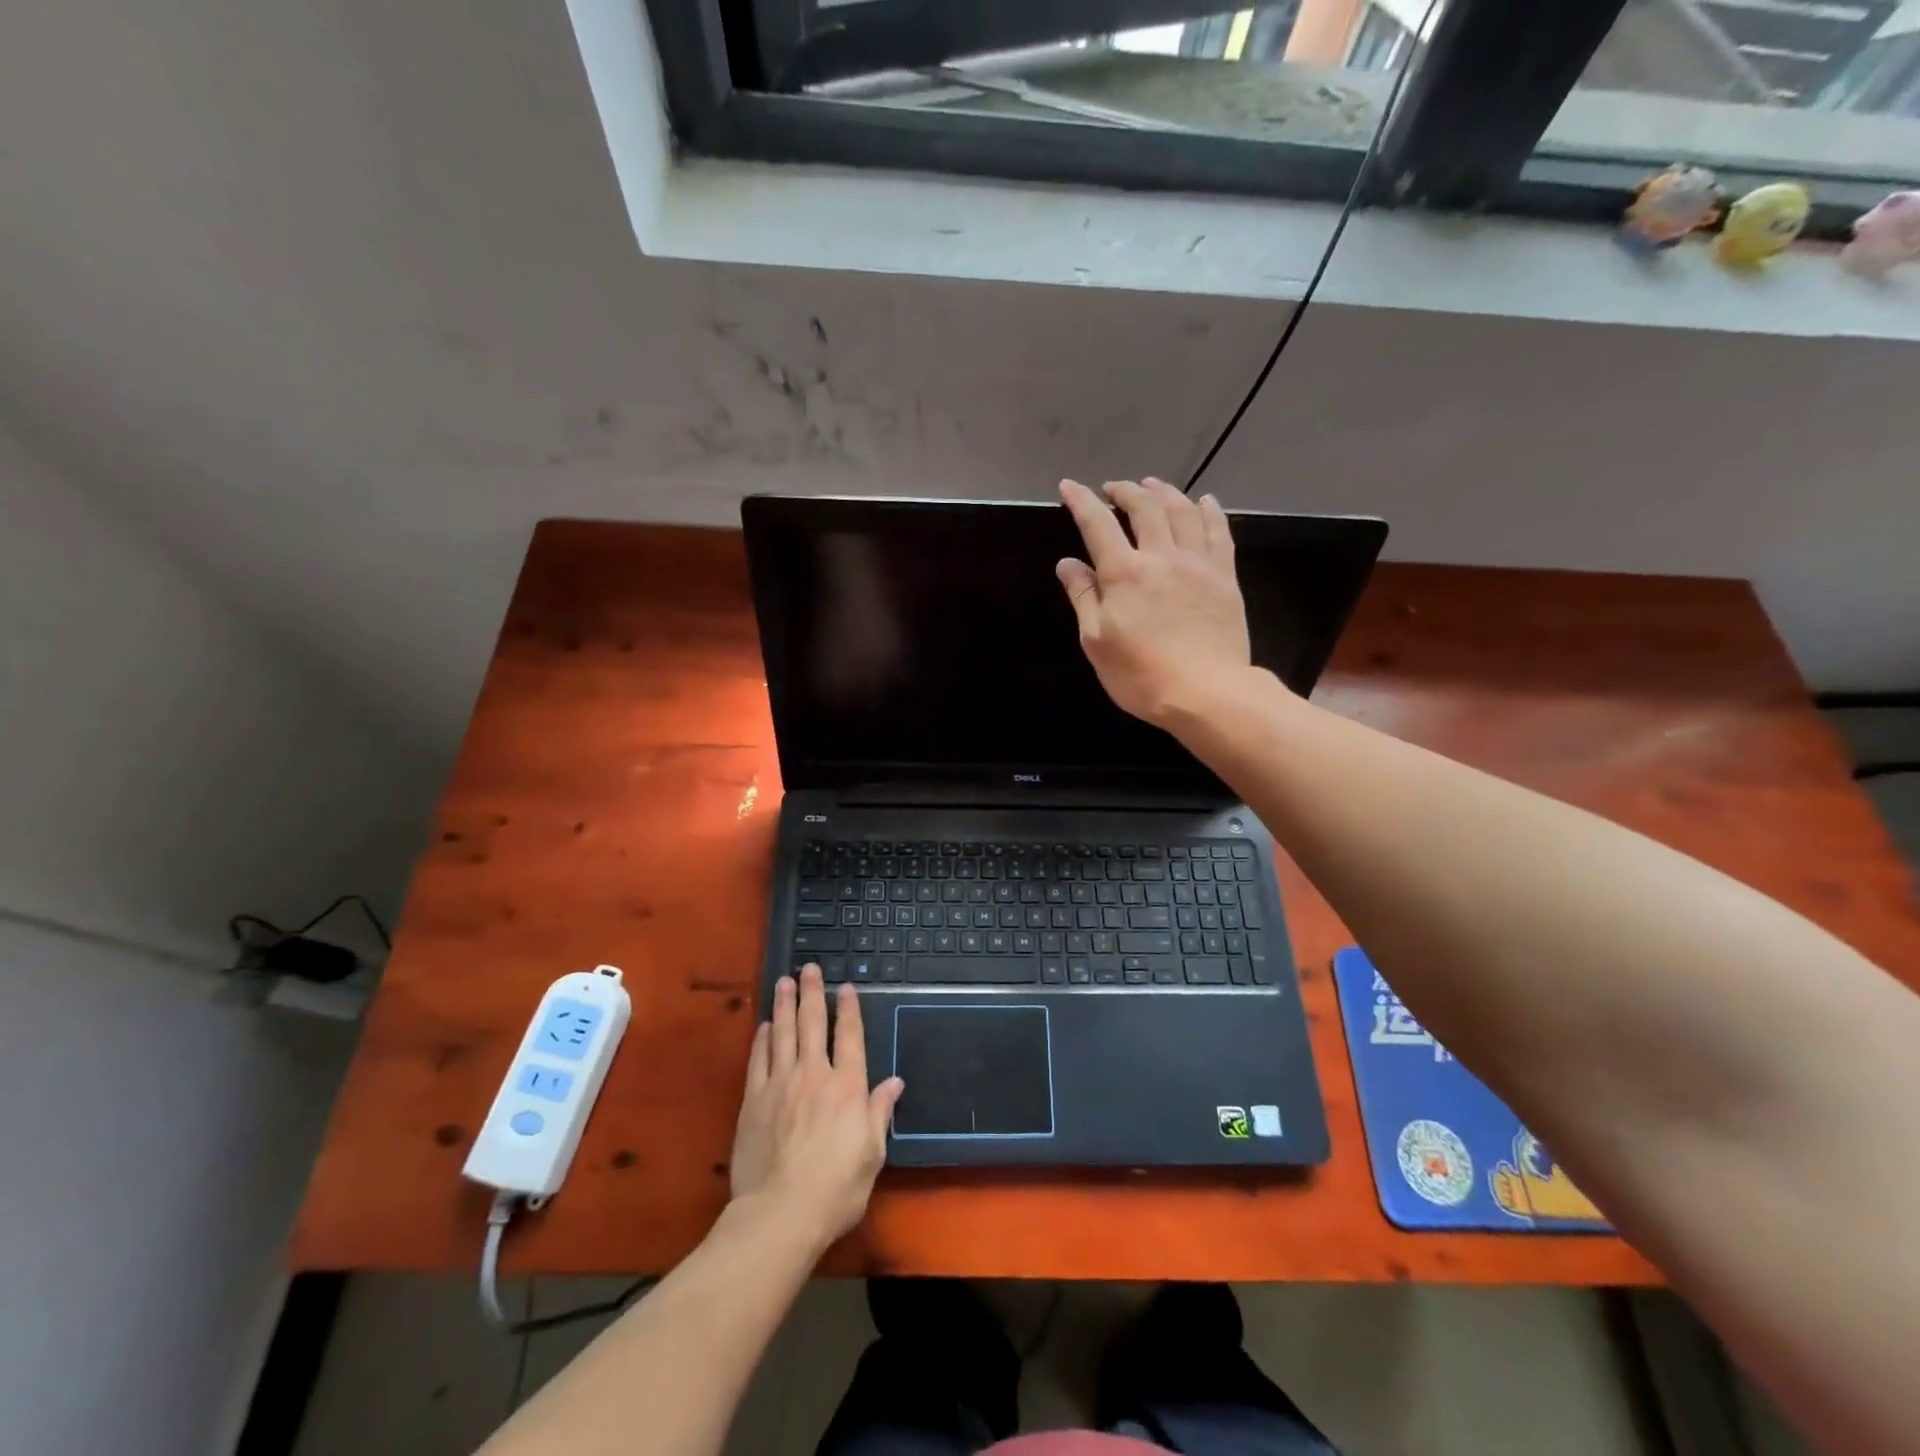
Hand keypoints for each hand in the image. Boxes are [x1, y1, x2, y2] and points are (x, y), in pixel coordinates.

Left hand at [730, 967, 903, 1250]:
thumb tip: (894, 1082)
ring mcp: (780, 1084)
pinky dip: (763, 1039)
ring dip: (785, 1005)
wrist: (779, 1213)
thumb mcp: (871, 1154)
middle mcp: (814, 1074)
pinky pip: (758, 1059)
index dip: (849, 1009)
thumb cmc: (836, 1189)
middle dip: (813, 993)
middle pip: (814, 1023)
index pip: (850, 1037)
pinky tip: (764, 1026)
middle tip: (809, 968)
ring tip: (784, 982)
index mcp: (847, 1087)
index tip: (846, 987)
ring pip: (784, 1033)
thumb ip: (879, 1112)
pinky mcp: (753, 1100)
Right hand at [1056, 478, 1256, 726]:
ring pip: (1182, 511)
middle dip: (1125, 491)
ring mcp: (1198, 563)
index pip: (1097, 525)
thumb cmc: (1141, 675)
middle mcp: (1161, 556)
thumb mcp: (1097, 642)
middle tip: (1113, 488)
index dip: (1081, 501)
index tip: (1069, 486)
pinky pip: (1219, 531)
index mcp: (1124, 573)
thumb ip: (1084, 597)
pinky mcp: (1225, 576)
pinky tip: (1205, 502)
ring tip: (1153, 485)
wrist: (1207, 692)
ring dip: (1164, 492)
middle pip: (1144, 508)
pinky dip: (1209, 511)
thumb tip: (1068, 564)